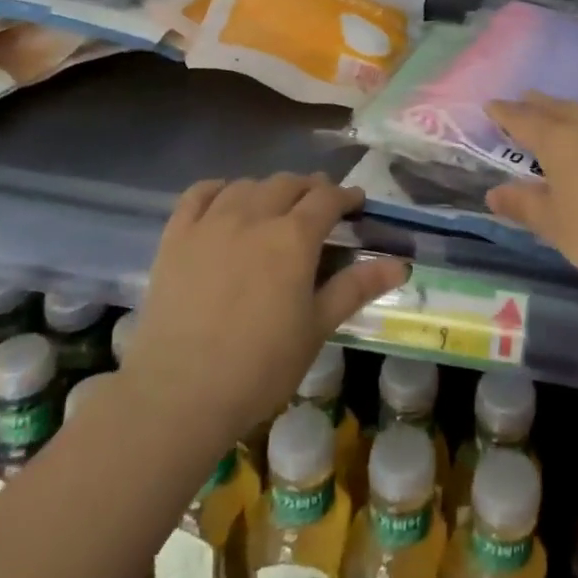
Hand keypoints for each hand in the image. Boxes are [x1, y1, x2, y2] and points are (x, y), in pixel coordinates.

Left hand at [121, 174, 407, 446]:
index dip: (345, 196)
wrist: (178, 394)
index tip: (356, 203)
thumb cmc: (260, 367)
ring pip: (247, 185)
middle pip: (288, 183)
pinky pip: (199, 194)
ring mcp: (211, 223)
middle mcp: (254, 216)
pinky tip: (226, 200)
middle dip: (310, 188)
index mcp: (294, 237)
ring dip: (269, 188)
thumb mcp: (317, 328)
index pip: (327, 198)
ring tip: (275, 206)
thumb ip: (356, 288)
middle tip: (319, 206)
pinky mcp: (176, 237)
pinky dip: (219, 189)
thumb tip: (401, 264)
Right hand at [484, 93, 577, 298]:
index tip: (491, 105)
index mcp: (560, 142)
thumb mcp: (555, 226)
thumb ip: (523, 206)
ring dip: (567, 109)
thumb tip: (493, 193)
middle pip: (557, 108)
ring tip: (559, 112)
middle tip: (523, 98)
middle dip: (537, 104)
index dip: (505, 114)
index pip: (524, 121)